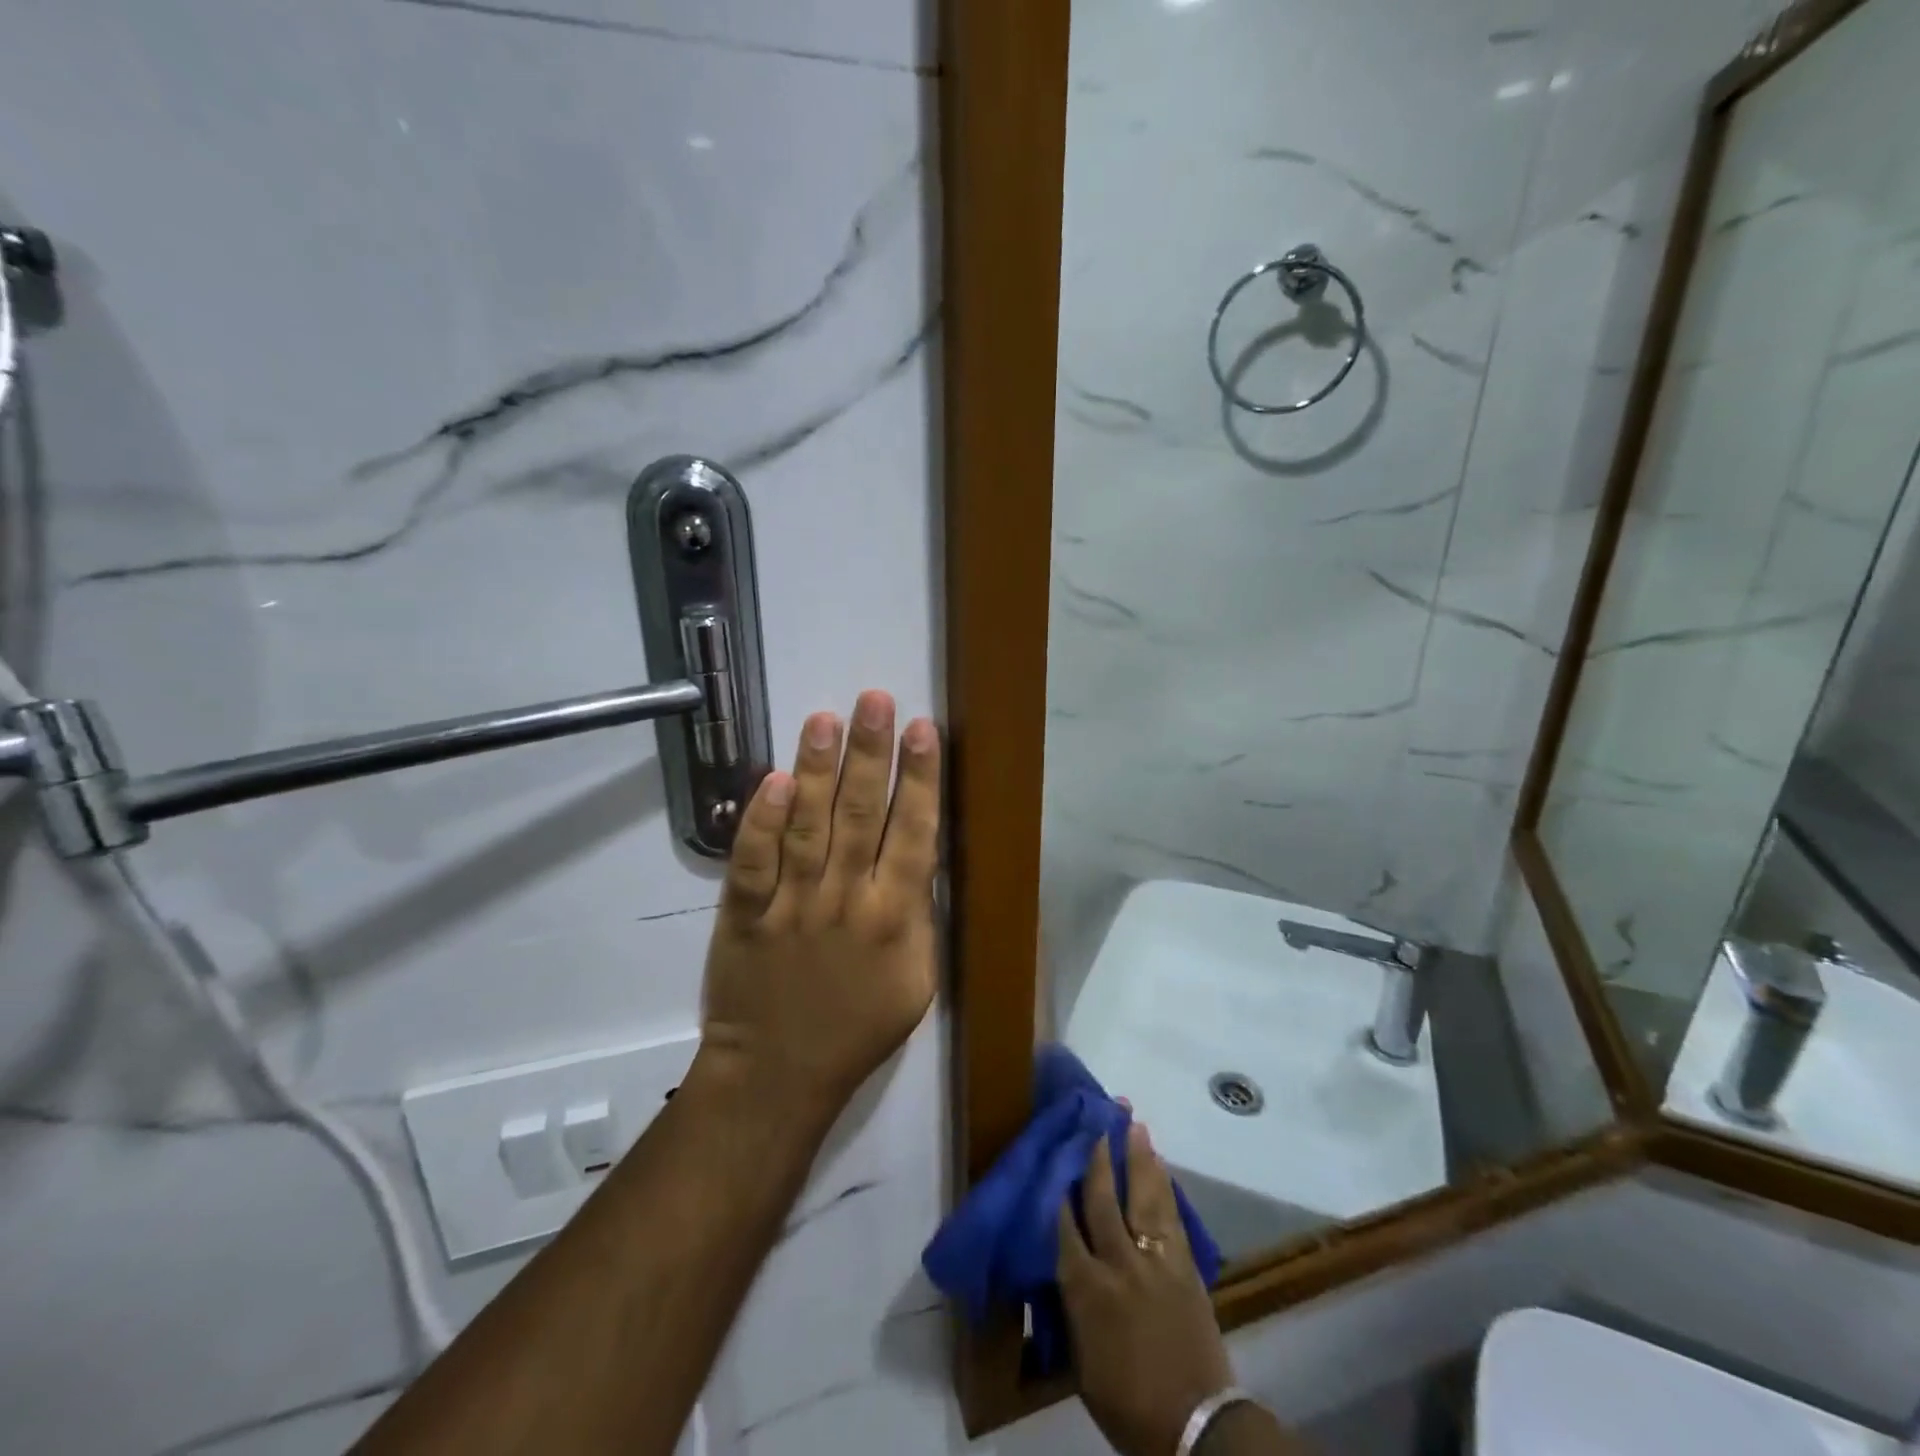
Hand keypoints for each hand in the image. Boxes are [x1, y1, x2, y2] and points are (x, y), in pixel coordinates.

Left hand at [695, 689, 939, 1127]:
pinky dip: (761, 822)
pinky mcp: (746, 914)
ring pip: (808, 826)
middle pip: (862, 815)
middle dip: (871, 754)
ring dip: (818, 770)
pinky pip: (753, 862)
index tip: (922, 730)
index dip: (920, 779)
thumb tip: (918, 855)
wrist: (778, 1074)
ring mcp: (792, 905)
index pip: (914, 834)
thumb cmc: (856, 1028)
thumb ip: (919, 916)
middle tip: (875, 700)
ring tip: (825, 719)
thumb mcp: (916, 982)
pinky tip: (774, 779)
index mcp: (895, 918)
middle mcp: (846, 901)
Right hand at [1059, 1123, 1234, 1455]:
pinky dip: (1164, 1186)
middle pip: (1103, 1199)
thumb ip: (1071, 1305)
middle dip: (1096, 1156)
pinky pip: (1172, 1216)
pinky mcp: (1186, 1266)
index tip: (1054, 1151)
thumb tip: (1062, 1263)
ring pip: (1142, 1196)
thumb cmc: (1128, 1404)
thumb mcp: (1082, 1362)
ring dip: (1137, 1157)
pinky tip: (1160, 1165)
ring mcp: (1156, 1261)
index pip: (1063, 1224)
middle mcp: (1119, 1263)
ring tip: (1133, 1122)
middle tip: (1095, 1117)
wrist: (1197, 1428)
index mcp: (1086, 1290)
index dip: (1057, 1186)